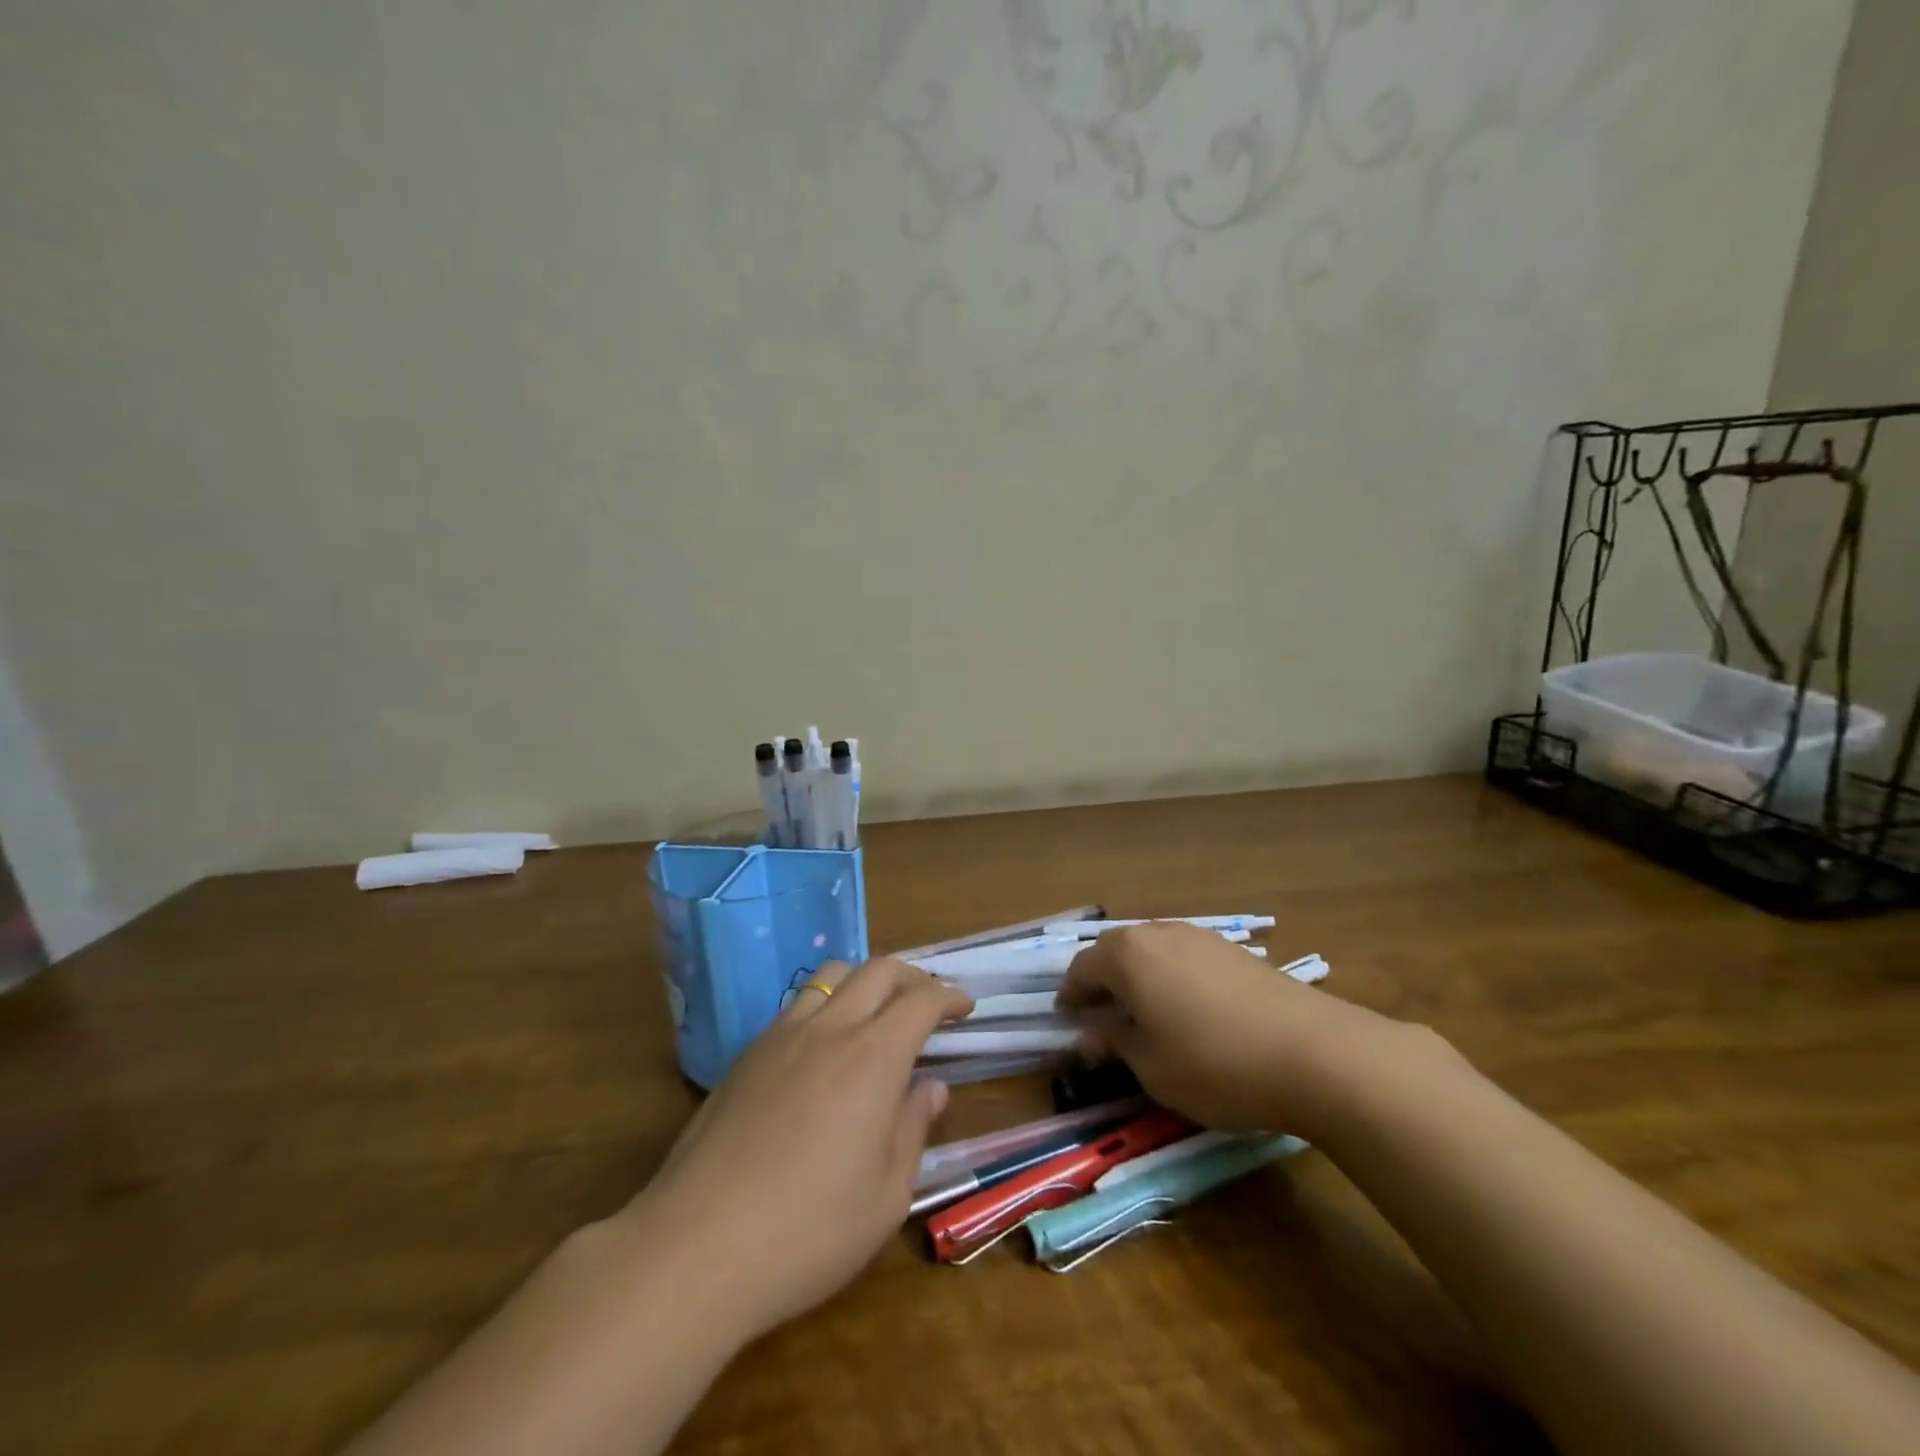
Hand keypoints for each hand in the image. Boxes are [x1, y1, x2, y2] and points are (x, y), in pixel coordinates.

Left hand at [628, 957, 971, 1342]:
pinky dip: (826, 1005)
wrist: (696, 1247)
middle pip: (878, 970)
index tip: (964, 1007)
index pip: (921, 1000)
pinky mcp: (746, 1055)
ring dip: (865, 981)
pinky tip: (824, 1047)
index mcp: (873, 1057)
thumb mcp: (886, 1196)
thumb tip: (931, 1087)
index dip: (949, 996)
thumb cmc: (809, 1231)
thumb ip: (913, 1129)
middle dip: (913, 977)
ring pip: (832, 976)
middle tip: (928, 1002)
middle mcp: (830, 1029)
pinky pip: (797, 1005)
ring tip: (876, 1014)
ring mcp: (781, 1036)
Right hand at [1056, 923, 1398, 1136]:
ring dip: (1138, 979)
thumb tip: (1091, 1032)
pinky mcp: (1234, 951)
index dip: (1069, 998)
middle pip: (1115, 953)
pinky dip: (1171, 979)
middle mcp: (1158, 933)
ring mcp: (1200, 937)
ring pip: (1152, 953)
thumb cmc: (1214, 1063)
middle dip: (1102, 983)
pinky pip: (1184, 959)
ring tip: (1143, 1016)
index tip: (1066, 1023)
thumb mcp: (1150, 1065)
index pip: (1081, 970)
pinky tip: (1187, 1011)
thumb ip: (1114, 1042)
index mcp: (1127, 955)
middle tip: (1100, 1019)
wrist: (1315, 1053)